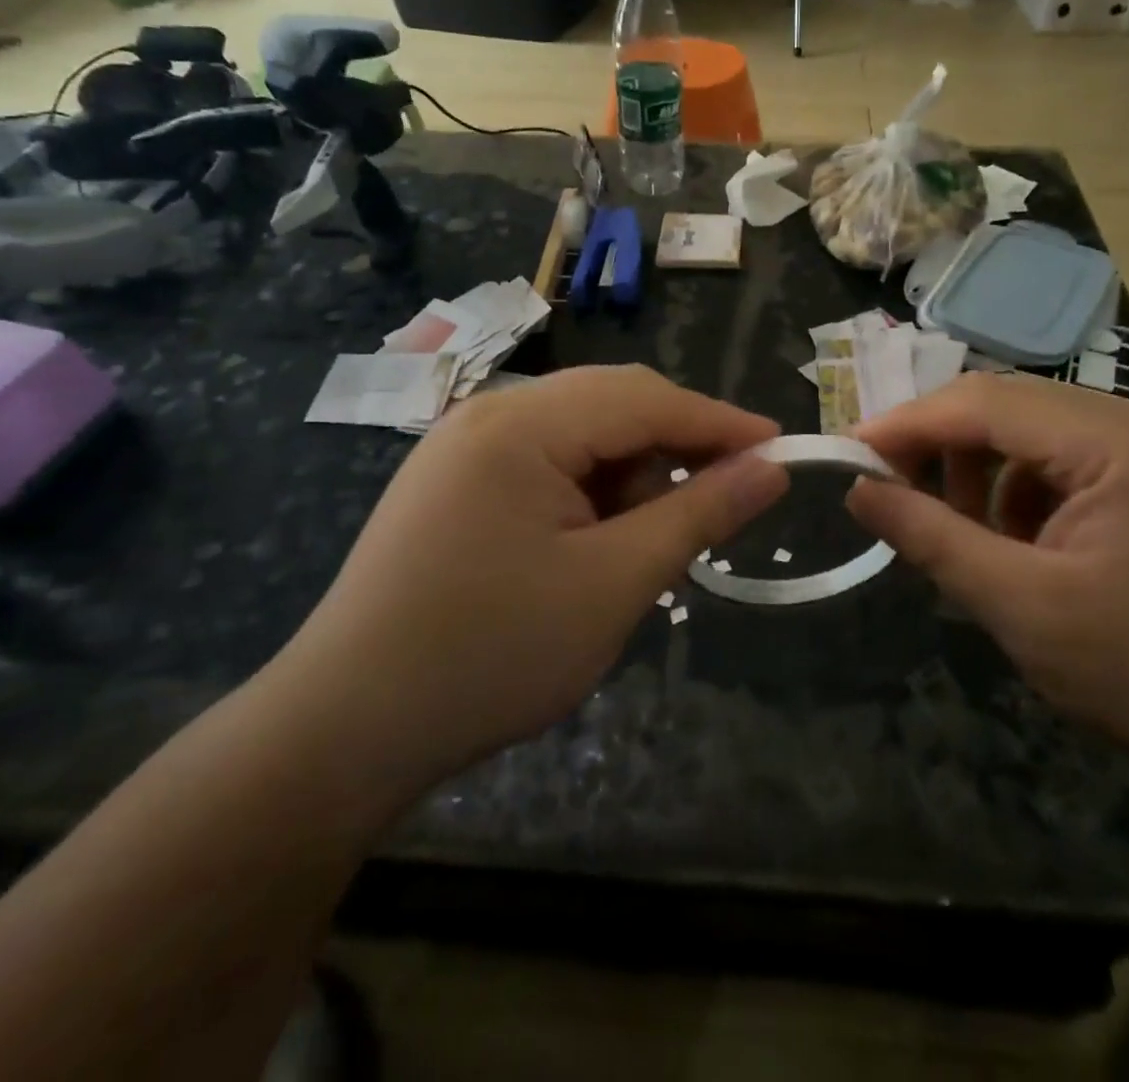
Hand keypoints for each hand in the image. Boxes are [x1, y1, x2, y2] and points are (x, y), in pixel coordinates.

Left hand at [277, 366, 786, 784]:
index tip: (782, 450)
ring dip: (630, 477)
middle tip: (723, 503)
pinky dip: (589, 493)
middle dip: (675, 449)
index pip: (647, 398)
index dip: (722, 423)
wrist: (346, 729)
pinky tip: (596, 543)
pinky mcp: (454, 480)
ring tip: (647, 545)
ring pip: (581, 434)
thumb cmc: (491, 654)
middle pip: (613, 404)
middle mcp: (490, 413)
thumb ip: (698, 513)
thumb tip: (770, 468)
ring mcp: (465, 445)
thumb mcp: (614, 584)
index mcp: (522, 423)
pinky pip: (546, 462)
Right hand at [846, 374, 1128, 784]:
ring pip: (1031, 440)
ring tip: (959, 535)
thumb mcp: (1025, 608)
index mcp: (1107, 437)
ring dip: (979, 477)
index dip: (903, 425)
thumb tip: (859, 490)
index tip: (847, 455)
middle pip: (1004, 410)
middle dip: (938, 448)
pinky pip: (1064, 472)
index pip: (978, 402)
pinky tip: (1018, 553)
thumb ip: (932, 539)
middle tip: (890, 495)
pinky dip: (1020, 501)